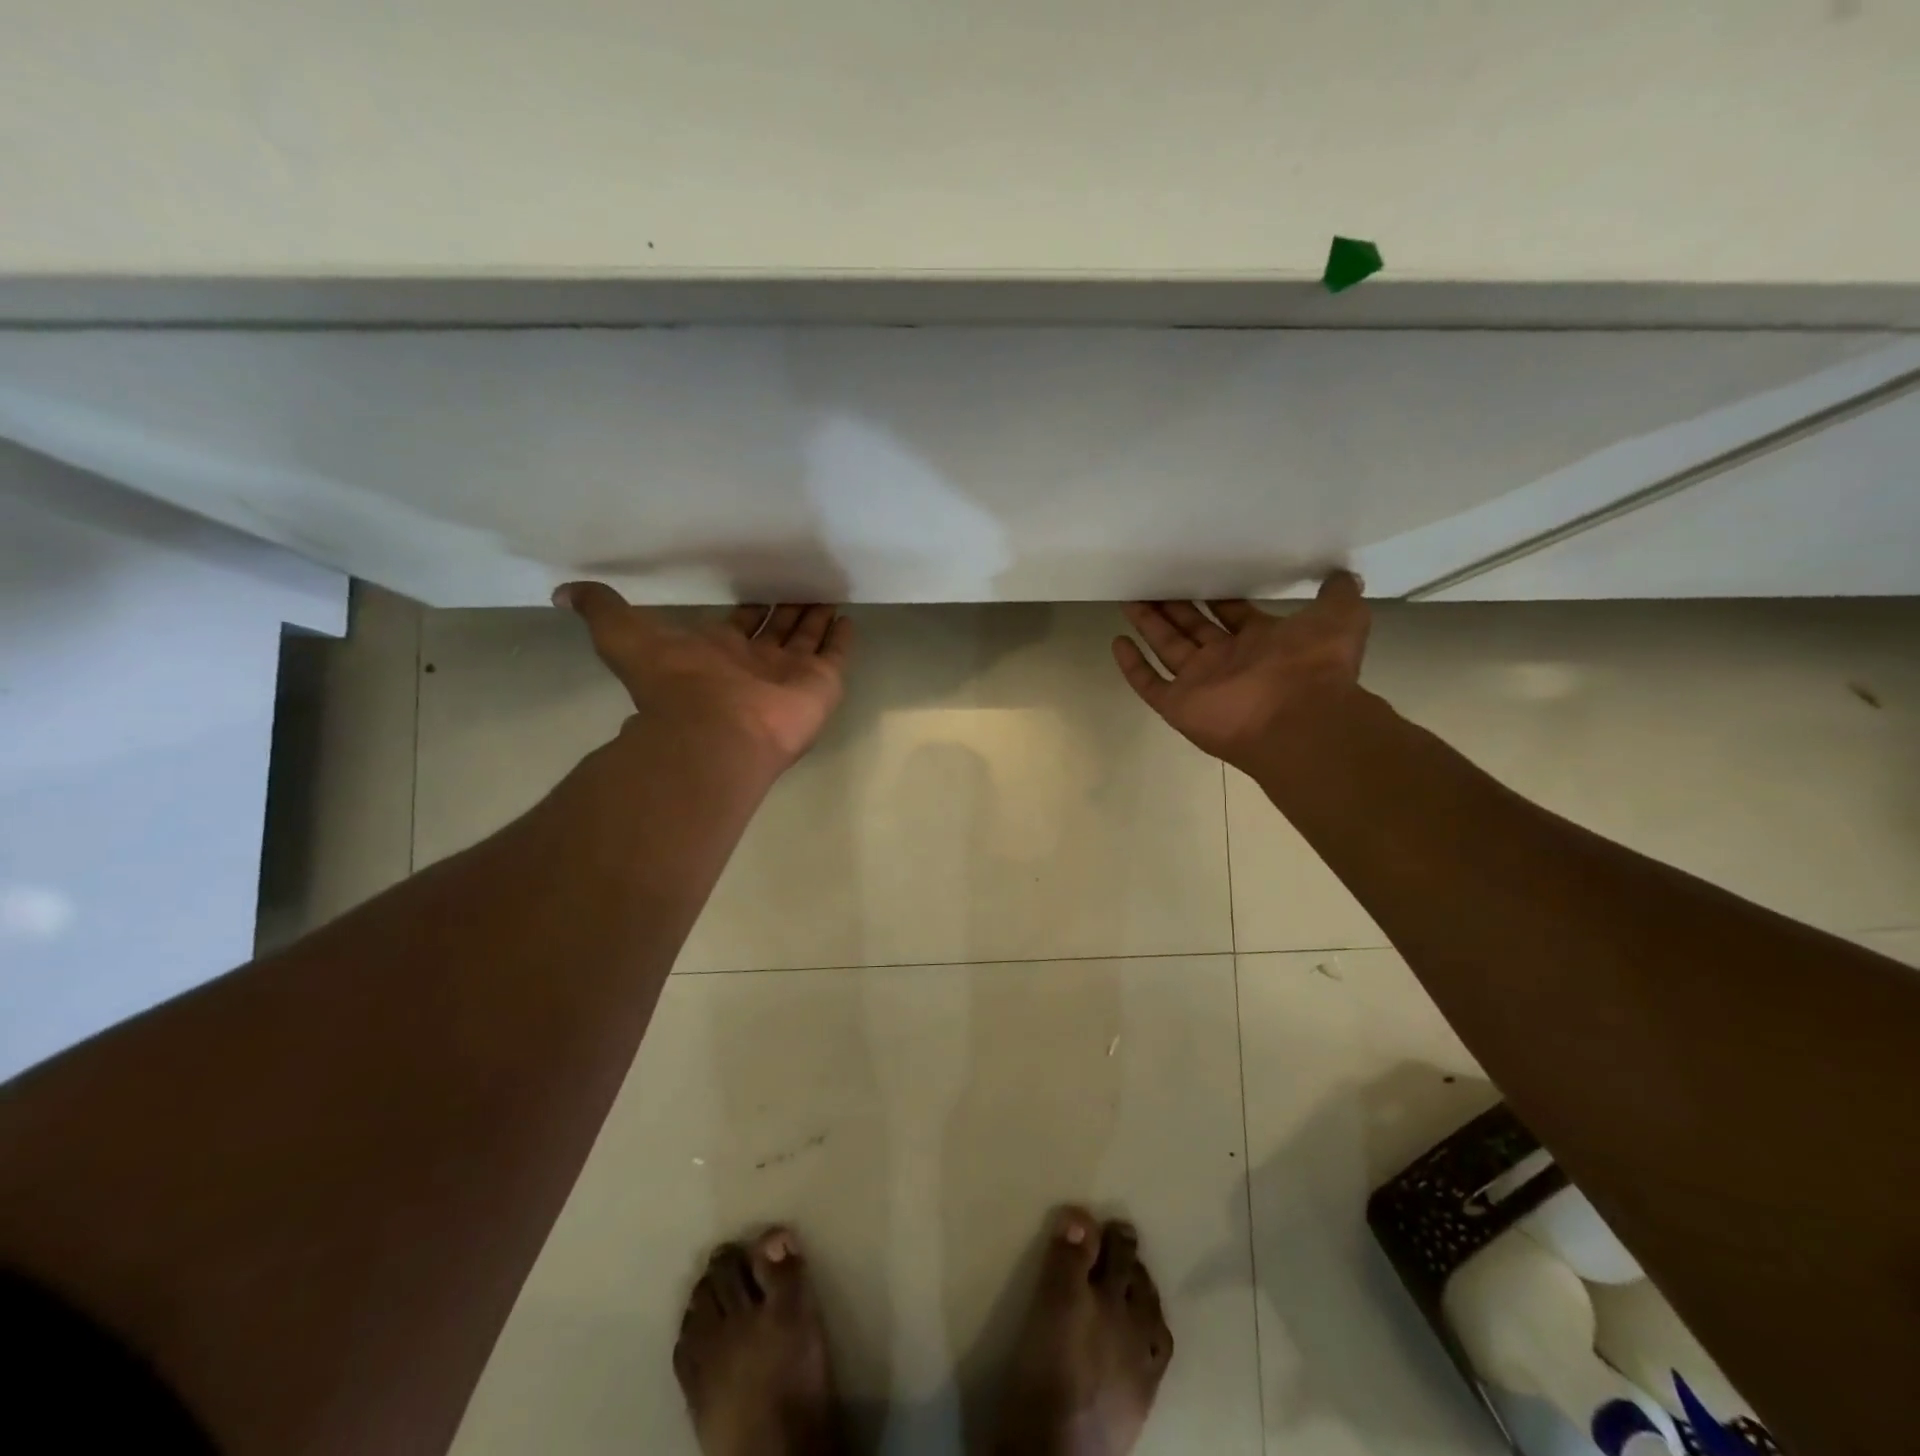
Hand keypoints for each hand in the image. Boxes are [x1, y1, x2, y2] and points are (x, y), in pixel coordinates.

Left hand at [555, 583, 852, 772]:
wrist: (715, 733)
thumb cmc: (676, 686)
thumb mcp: (625, 638)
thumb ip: (603, 612)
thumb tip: (562, 591)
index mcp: (720, 654)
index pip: (742, 623)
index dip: (752, 607)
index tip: (763, 588)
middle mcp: (757, 664)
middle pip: (778, 630)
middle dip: (789, 608)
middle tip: (804, 581)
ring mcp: (791, 676)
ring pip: (808, 639)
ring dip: (817, 617)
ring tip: (829, 591)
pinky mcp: (821, 685)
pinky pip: (836, 656)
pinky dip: (842, 639)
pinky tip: (848, 617)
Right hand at [1112, 573, 1370, 771]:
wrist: (1298, 718)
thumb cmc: (1314, 666)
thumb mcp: (1340, 617)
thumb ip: (1337, 594)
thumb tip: (1342, 574)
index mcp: (1261, 642)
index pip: (1230, 613)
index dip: (1215, 596)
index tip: (1196, 575)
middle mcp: (1228, 661)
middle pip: (1192, 628)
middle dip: (1173, 607)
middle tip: (1152, 582)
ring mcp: (1200, 683)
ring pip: (1167, 648)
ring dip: (1149, 625)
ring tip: (1129, 598)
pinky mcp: (1178, 704)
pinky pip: (1149, 683)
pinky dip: (1132, 666)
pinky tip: (1117, 642)